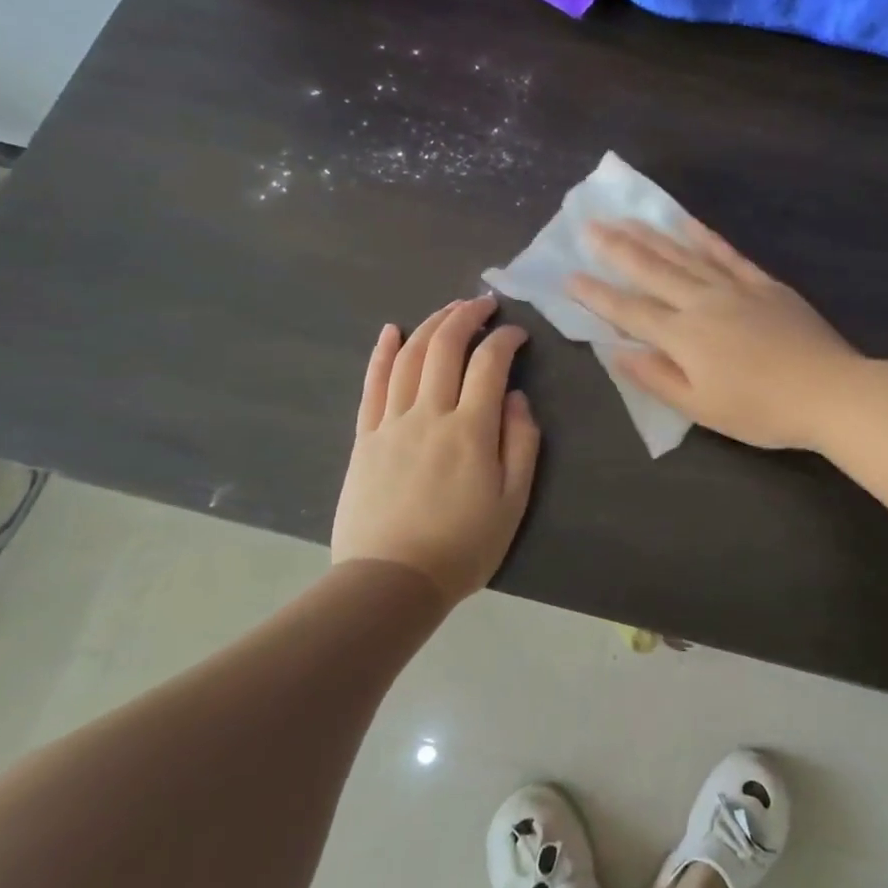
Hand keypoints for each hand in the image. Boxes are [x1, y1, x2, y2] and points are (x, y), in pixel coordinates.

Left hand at [331, 297, 540, 600]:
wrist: (390, 583)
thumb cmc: (462, 547)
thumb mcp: (513, 502)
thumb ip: (522, 444)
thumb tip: (517, 397)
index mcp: (471, 430)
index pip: (490, 363)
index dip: (506, 339)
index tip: (518, 333)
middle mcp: (429, 414)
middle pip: (445, 347)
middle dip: (467, 316)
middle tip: (484, 304)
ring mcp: (391, 423)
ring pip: (409, 357)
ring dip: (431, 324)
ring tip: (450, 309)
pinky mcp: (365, 437)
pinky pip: (372, 385)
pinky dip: (382, 353)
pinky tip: (391, 330)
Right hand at [567, 218, 861, 450]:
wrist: (830, 391)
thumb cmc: (762, 411)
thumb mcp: (702, 408)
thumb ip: (657, 378)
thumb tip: (617, 352)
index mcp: (684, 337)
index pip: (629, 311)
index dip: (597, 295)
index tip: (569, 276)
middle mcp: (702, 302)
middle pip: (652, 270)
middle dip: (616, 249)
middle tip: (589, 225)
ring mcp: (734, 288)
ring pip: (684, 255)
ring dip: (652, 235)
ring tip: (626, 217)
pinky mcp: (763, 284)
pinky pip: (726, 253)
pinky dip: (703, 236)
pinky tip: (686, 223)